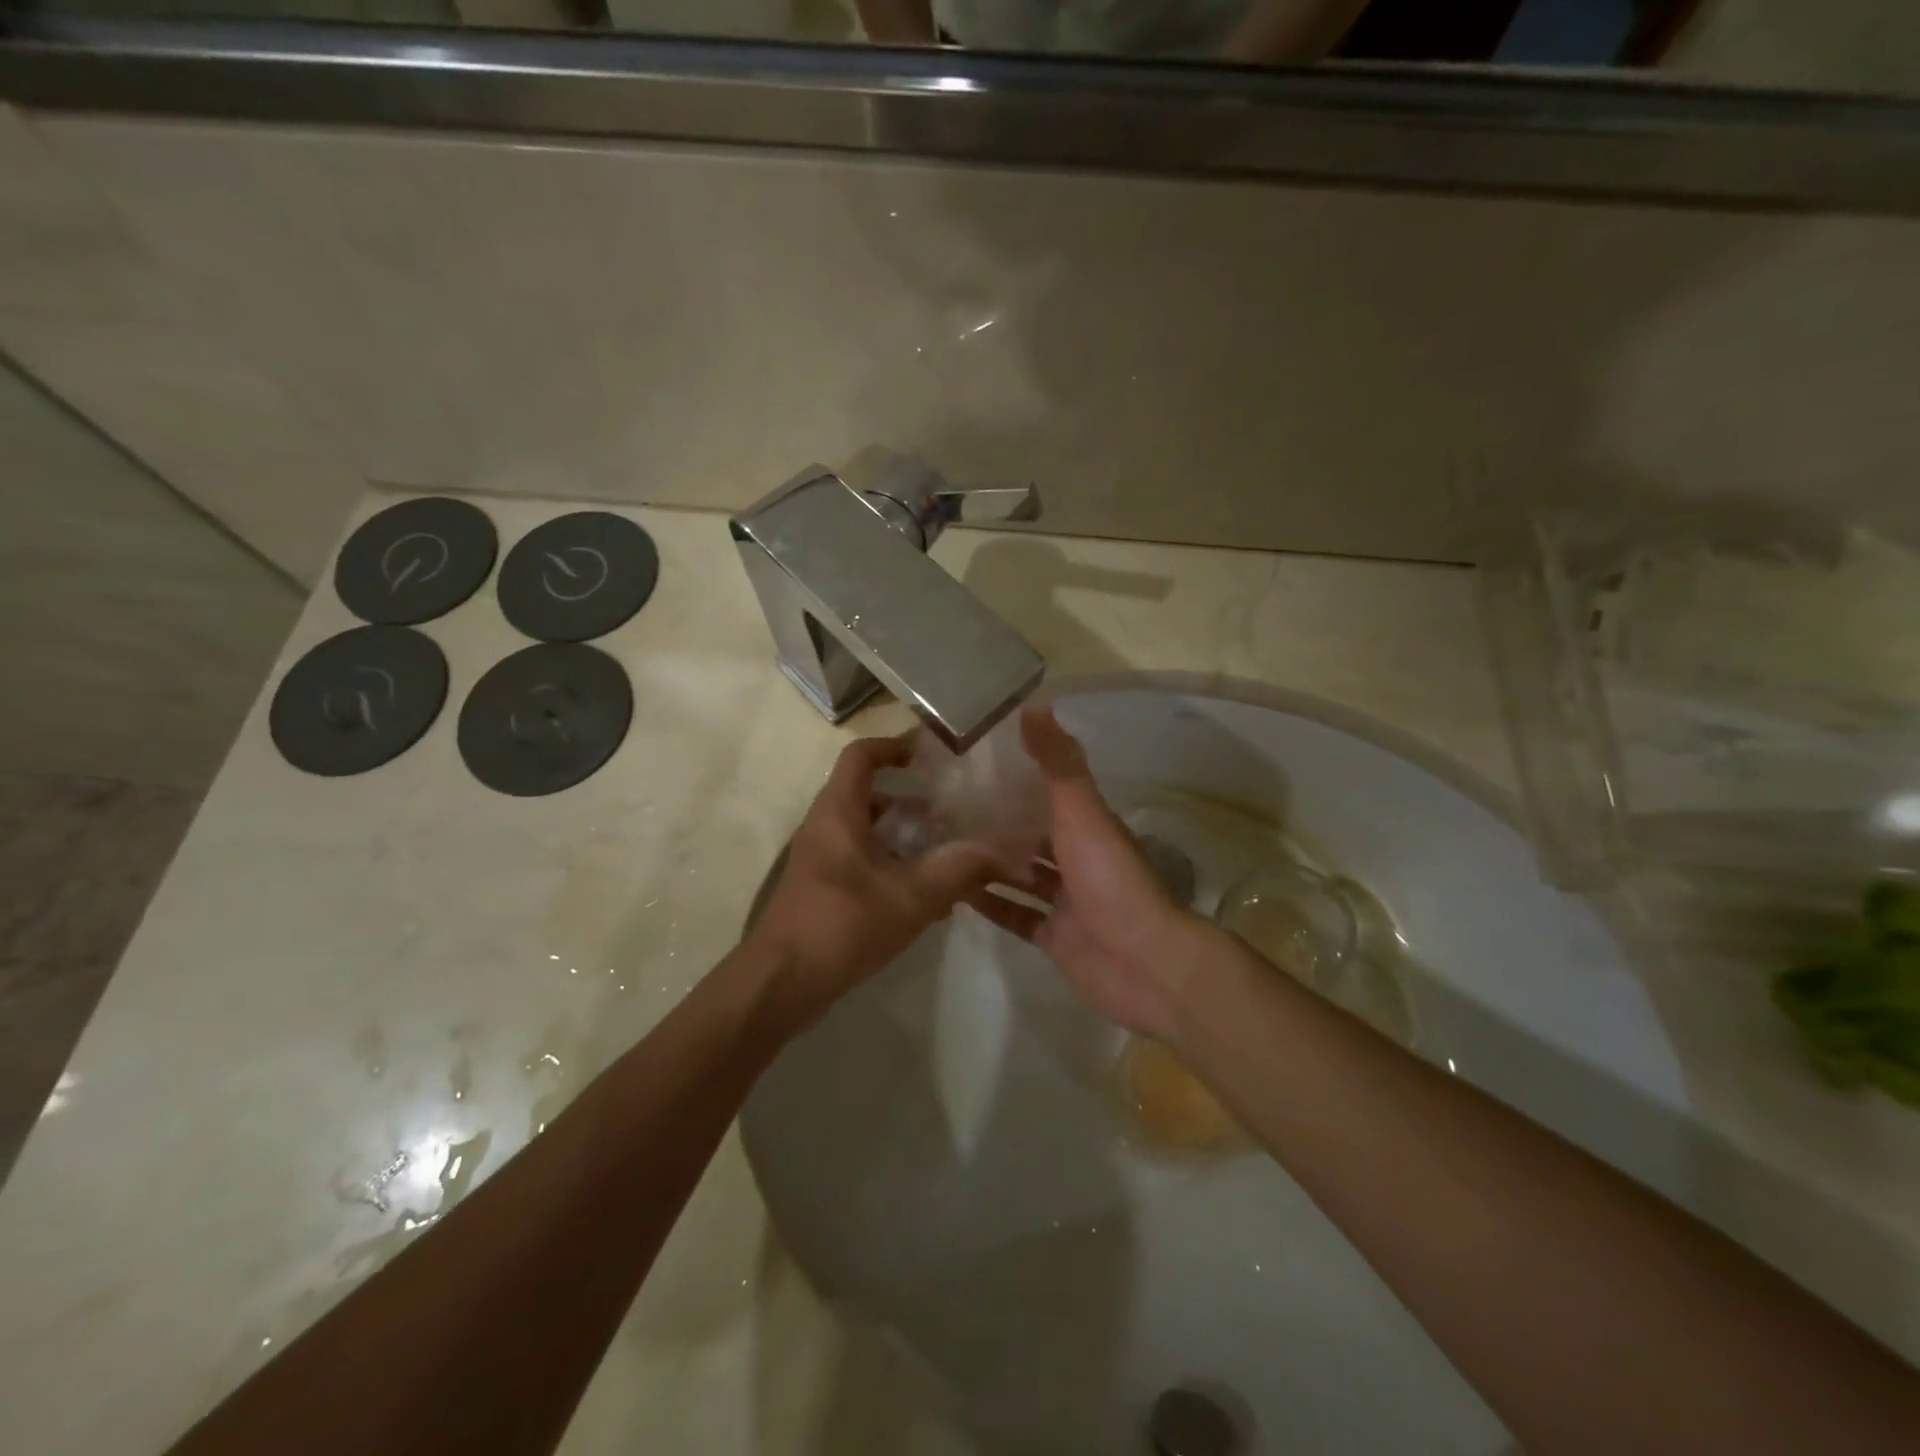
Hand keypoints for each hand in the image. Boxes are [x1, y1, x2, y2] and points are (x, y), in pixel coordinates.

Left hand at [746, 735, 998, 1027]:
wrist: (780, 985)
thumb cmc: (842, 926)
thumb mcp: (911, 897)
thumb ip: (960, 870)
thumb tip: (1008, 850)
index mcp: (838, 812)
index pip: (861, 755)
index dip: (895, 746)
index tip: (932, 756)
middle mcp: (825, 827)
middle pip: (869, 794)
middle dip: (912, 799)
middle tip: (954, 811)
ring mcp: (820, 860)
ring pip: (868, 831)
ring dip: (905, 836)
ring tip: (948, 852)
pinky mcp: (822, 889)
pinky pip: (862, 860)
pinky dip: (893, 864)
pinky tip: (925, 895)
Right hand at [966, 706, 1216, 1040]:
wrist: (1144, 962)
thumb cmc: (1111, 879)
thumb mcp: (1083, 811)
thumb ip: (1058, 763)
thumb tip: (1034, 704)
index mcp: (1087, 825)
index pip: (1046, 792)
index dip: (1013, 776)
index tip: (970, 762)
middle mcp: (1078, 859)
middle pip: (1031, 833)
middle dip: (994, 821)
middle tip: (941, 806)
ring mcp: (1067, 902)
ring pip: (1022, 875)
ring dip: (988, 863)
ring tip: (939, 845)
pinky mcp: (1055, 938)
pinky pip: (1017, 916)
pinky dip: (991, 904)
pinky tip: (955, 892)